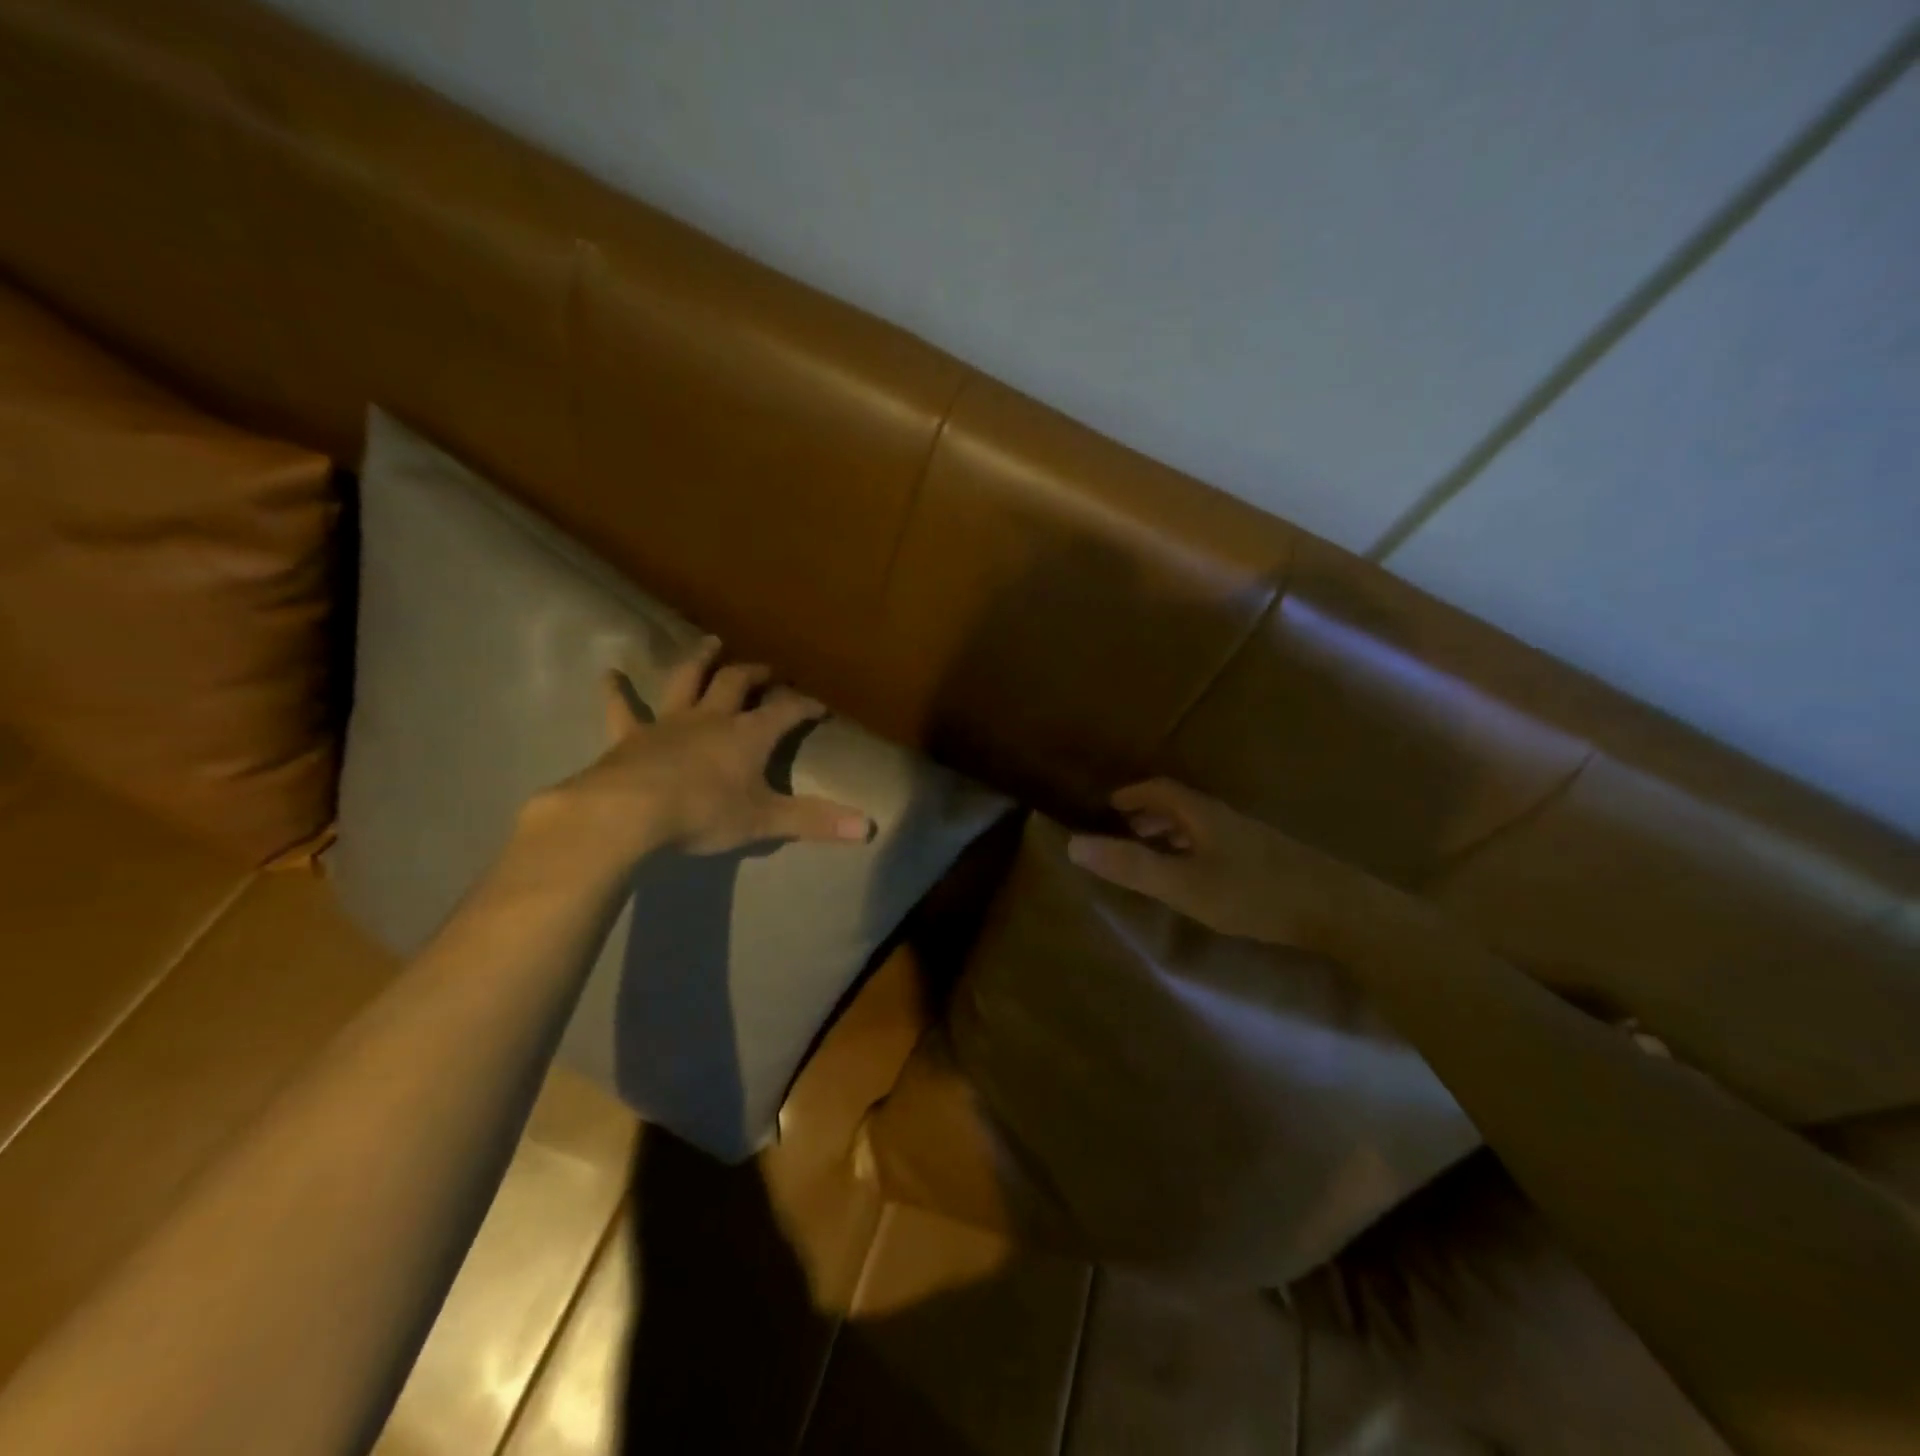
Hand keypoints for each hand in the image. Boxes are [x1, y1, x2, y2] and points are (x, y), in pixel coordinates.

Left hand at [533, 637, 874, 865]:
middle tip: (769, 669)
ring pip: (687, 681)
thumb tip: (869, 828)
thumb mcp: (765, 820)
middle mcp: (711, 718)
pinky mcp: (630, 736)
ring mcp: (669, 723)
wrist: (629, 812)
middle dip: (756, 674)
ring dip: (700, 661)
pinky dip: (616, 692)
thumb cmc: (704, 813)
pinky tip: (608, 674)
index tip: (820, 706)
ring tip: (711, 642)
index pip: (785, 712)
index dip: (804, 706)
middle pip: (737, 684)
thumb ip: (815, 821)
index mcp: (748, 735)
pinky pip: (622, 710)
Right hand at [1066, 778, 1383, 947]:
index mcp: (1203, 815)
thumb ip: (1131, 865)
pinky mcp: (1268, 861)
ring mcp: (1250, 839)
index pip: (1160, 790)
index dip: (1132, 794)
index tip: (1108, 804)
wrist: (1336, 910)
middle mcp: (1226, 819)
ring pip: (1201, 826)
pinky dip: (1194, 849)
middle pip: (1180, 805)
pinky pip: (1217, 843)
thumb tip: (1074, 843)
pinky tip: (1200, 876)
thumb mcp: (1183, 884)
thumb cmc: (1253, 893)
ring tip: (1154, 853)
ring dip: (1172, 832)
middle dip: (1149, 814)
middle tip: (1124, 831)